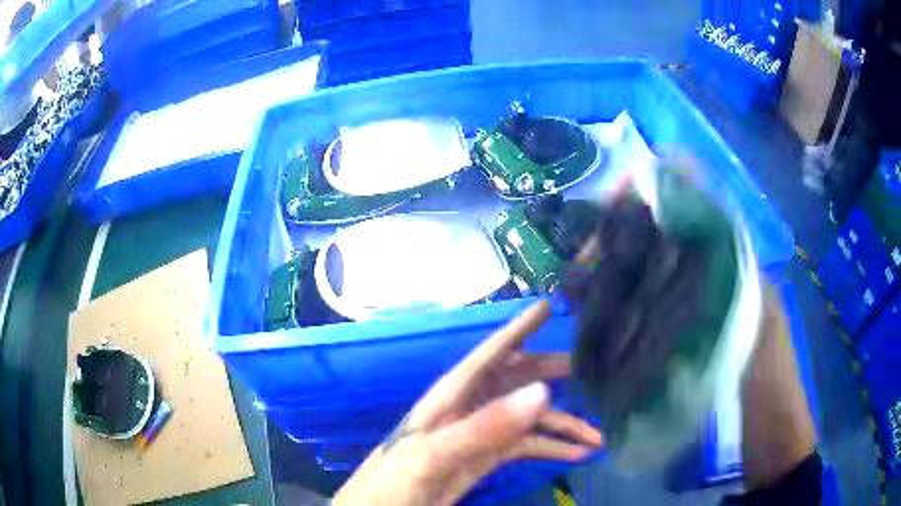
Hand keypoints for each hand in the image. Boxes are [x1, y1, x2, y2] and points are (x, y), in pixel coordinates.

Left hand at [333, 300, 603, 505]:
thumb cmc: (397, 478)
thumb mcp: (435, 453)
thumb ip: (484, 425)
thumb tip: (541, 392)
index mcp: (453, 395)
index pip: (491, 352)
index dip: (518, 328)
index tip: (548, 306)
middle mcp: (472, 406)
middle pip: (519, 378)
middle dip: (554, 373)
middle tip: (593, 369)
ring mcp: (483, 432)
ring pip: (531, 417)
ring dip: (564, 424)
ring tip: (598, 435)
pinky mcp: (489, 456)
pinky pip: (529, 444)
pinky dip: (553, 447)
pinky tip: (577, 453)